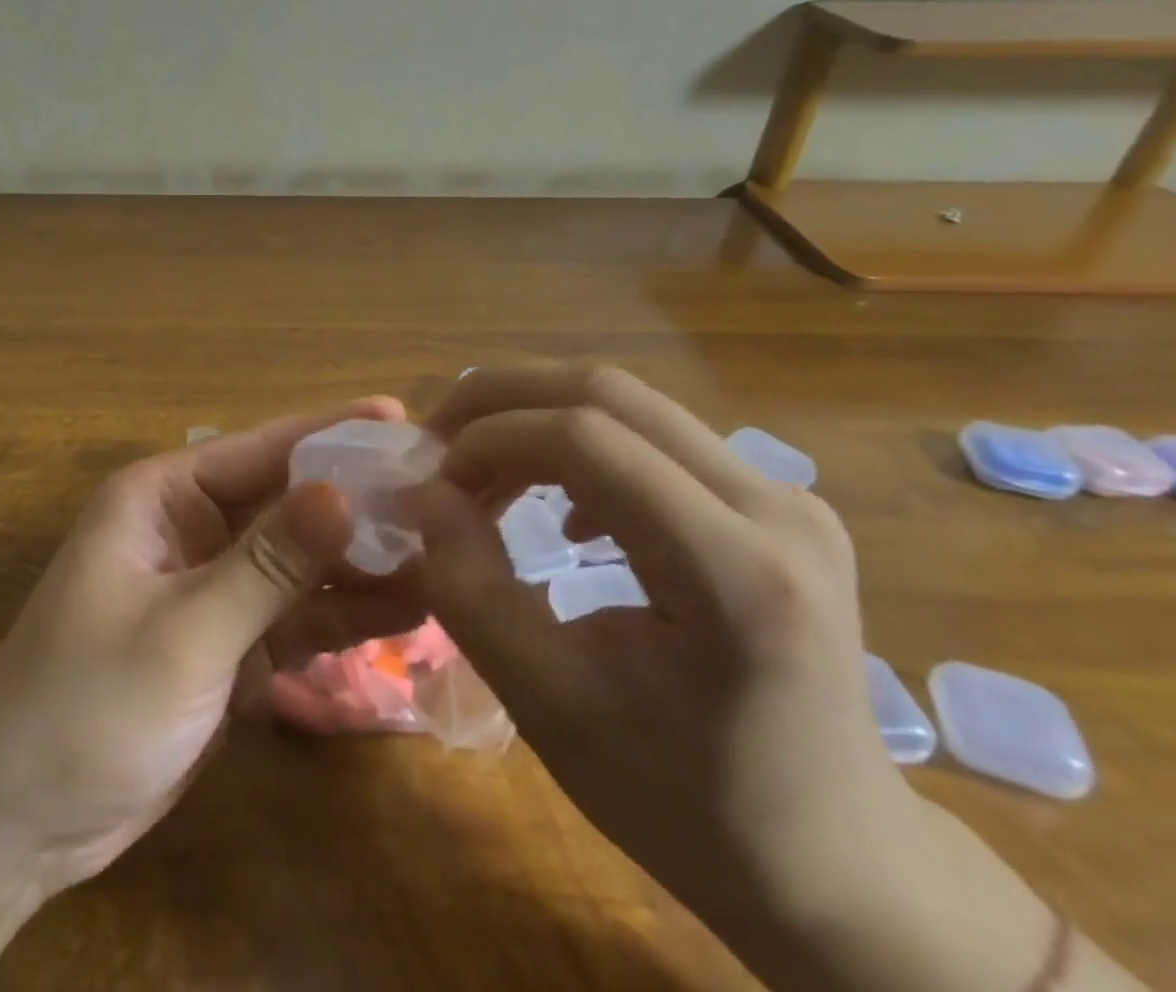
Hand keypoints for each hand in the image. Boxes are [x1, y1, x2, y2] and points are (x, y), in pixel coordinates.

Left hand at [0, 397, 420, 894]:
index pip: (259, 449)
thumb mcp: (183, 631)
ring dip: (361, 560)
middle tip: (444, 491)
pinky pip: (295, 616)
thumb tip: (342, 491)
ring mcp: (213, 589)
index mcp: (163, 497)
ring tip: (447, 552)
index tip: (401, 417)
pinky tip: (407, 611)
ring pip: (299, 561)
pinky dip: (343, 614)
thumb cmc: (86, 704)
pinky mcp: (229, 645)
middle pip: (287, 502)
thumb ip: (266, 563)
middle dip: (358, 499)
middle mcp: (191, 529)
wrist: (20, 821)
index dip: (330, 431)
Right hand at [406, 365, 1081, 991]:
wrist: (837, 865)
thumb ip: (470, 590)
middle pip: (607, 393)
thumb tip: (421, 494)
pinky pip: (654, 435)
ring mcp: (785, 496)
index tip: (434, 483)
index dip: (490, 438)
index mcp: (735, 573)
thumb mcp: (550, 707)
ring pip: (627, 402)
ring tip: (482, 474)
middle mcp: (775, 508)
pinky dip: (578, 444)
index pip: (587, 439)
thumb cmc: (687, 803)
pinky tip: (559, 510)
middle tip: (438, 446)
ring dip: (534, 420)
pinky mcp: (775, 502)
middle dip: (501, 401)